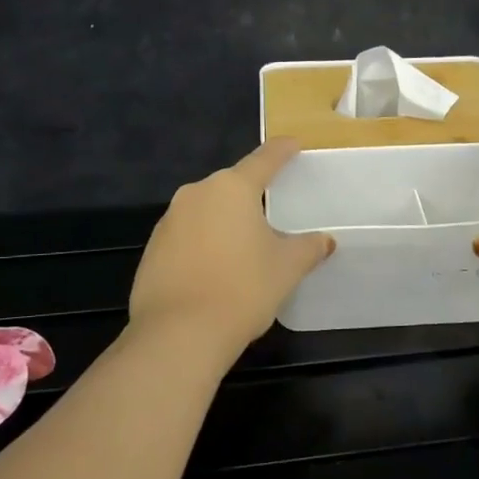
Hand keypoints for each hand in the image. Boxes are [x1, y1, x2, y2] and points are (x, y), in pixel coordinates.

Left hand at [129, 138, 335, 358]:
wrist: (178, 334)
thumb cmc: (242, 289)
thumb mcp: (286, 268)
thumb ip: (308, 248)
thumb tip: (325, 241)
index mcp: (232, 188)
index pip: (264, 159)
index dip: (282, 151)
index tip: (293, 144)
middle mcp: (197, 193)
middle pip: (231, 186)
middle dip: (251, 196)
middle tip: (272, 214)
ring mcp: (169, 220)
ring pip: (206, 211)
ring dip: (224, 222)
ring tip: (243, 250)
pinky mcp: (152, 248)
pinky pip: (186, 236)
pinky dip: (203, 244)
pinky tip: (214, 271)